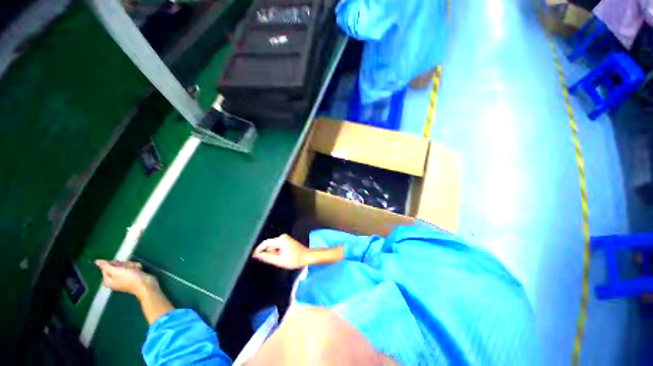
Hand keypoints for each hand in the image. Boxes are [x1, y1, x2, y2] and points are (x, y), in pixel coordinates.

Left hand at [95, 259, 157, 297]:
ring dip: (131, 265)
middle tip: (128, 268)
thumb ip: (106, 266)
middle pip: (116, 266)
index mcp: (108, 280)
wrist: (145, 284)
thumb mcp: (116, 271)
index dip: (113, 264)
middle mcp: (114, 279)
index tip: (119, 266)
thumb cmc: (130, 279)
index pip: (106, 267)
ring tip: (135, 270)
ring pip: (126, 266)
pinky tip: (138, 271)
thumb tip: (96, 261)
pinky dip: (135, 267)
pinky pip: (132, 268)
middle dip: (124, 264)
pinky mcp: (132, 276)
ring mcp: (124, 278)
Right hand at [252, 234, 308, 268]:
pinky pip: (278, 245)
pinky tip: (283, 256)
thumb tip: (258, 255)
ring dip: (274, 253)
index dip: (258, 249)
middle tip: (274, 261)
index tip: (253, 256)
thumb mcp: (279, 261)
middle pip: (270, 245)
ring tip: (281, 259)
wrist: (306, 256)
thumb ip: (268, 258)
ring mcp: (285, 238)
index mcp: (280, 240)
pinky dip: (277, 251)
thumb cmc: (294, 259)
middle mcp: (282, 237)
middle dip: (269, 253)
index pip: (265, 243)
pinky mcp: (287, 240)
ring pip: (274, 246)